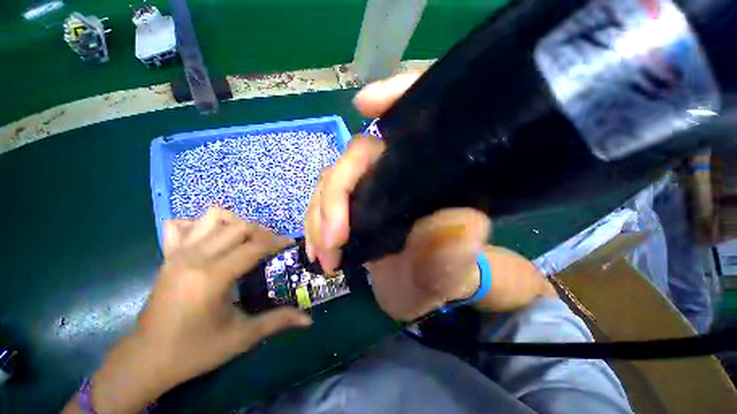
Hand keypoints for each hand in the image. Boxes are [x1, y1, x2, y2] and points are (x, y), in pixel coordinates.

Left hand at [65, 208, 310, 413]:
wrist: (147, 358)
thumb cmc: (196, 350)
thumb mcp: (241, 338)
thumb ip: (277, 321)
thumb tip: (309, 320)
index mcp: (212, 277)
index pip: (254, 247)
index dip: (276, 242)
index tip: (290, 243)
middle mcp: (194, 257)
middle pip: (238, 226)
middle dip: (261, 232)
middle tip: (270, 246)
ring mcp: (177, 253)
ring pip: (213, 217)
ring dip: (235, 223)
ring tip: (245, 240)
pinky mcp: (167, 256)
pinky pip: (184, 225)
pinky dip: (202, 225)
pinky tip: (212, 241)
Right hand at [305, 72, 554, 321]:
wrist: (424, 288)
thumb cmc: (446, 274)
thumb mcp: (454, 270)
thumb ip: (457, 252)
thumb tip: (462, 225)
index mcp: (433, 174)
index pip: (422, 119)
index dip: (397, 96)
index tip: (365, 105)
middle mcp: (400, 172)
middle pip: (358, 155)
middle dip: (336, 194)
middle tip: (332, 239)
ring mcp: (373, 187)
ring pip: (335, 180)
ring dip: (319, 215)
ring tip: (323, 252)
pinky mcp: (355, 206)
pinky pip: (326, 202)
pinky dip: (316, 223)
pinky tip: (318, 248)